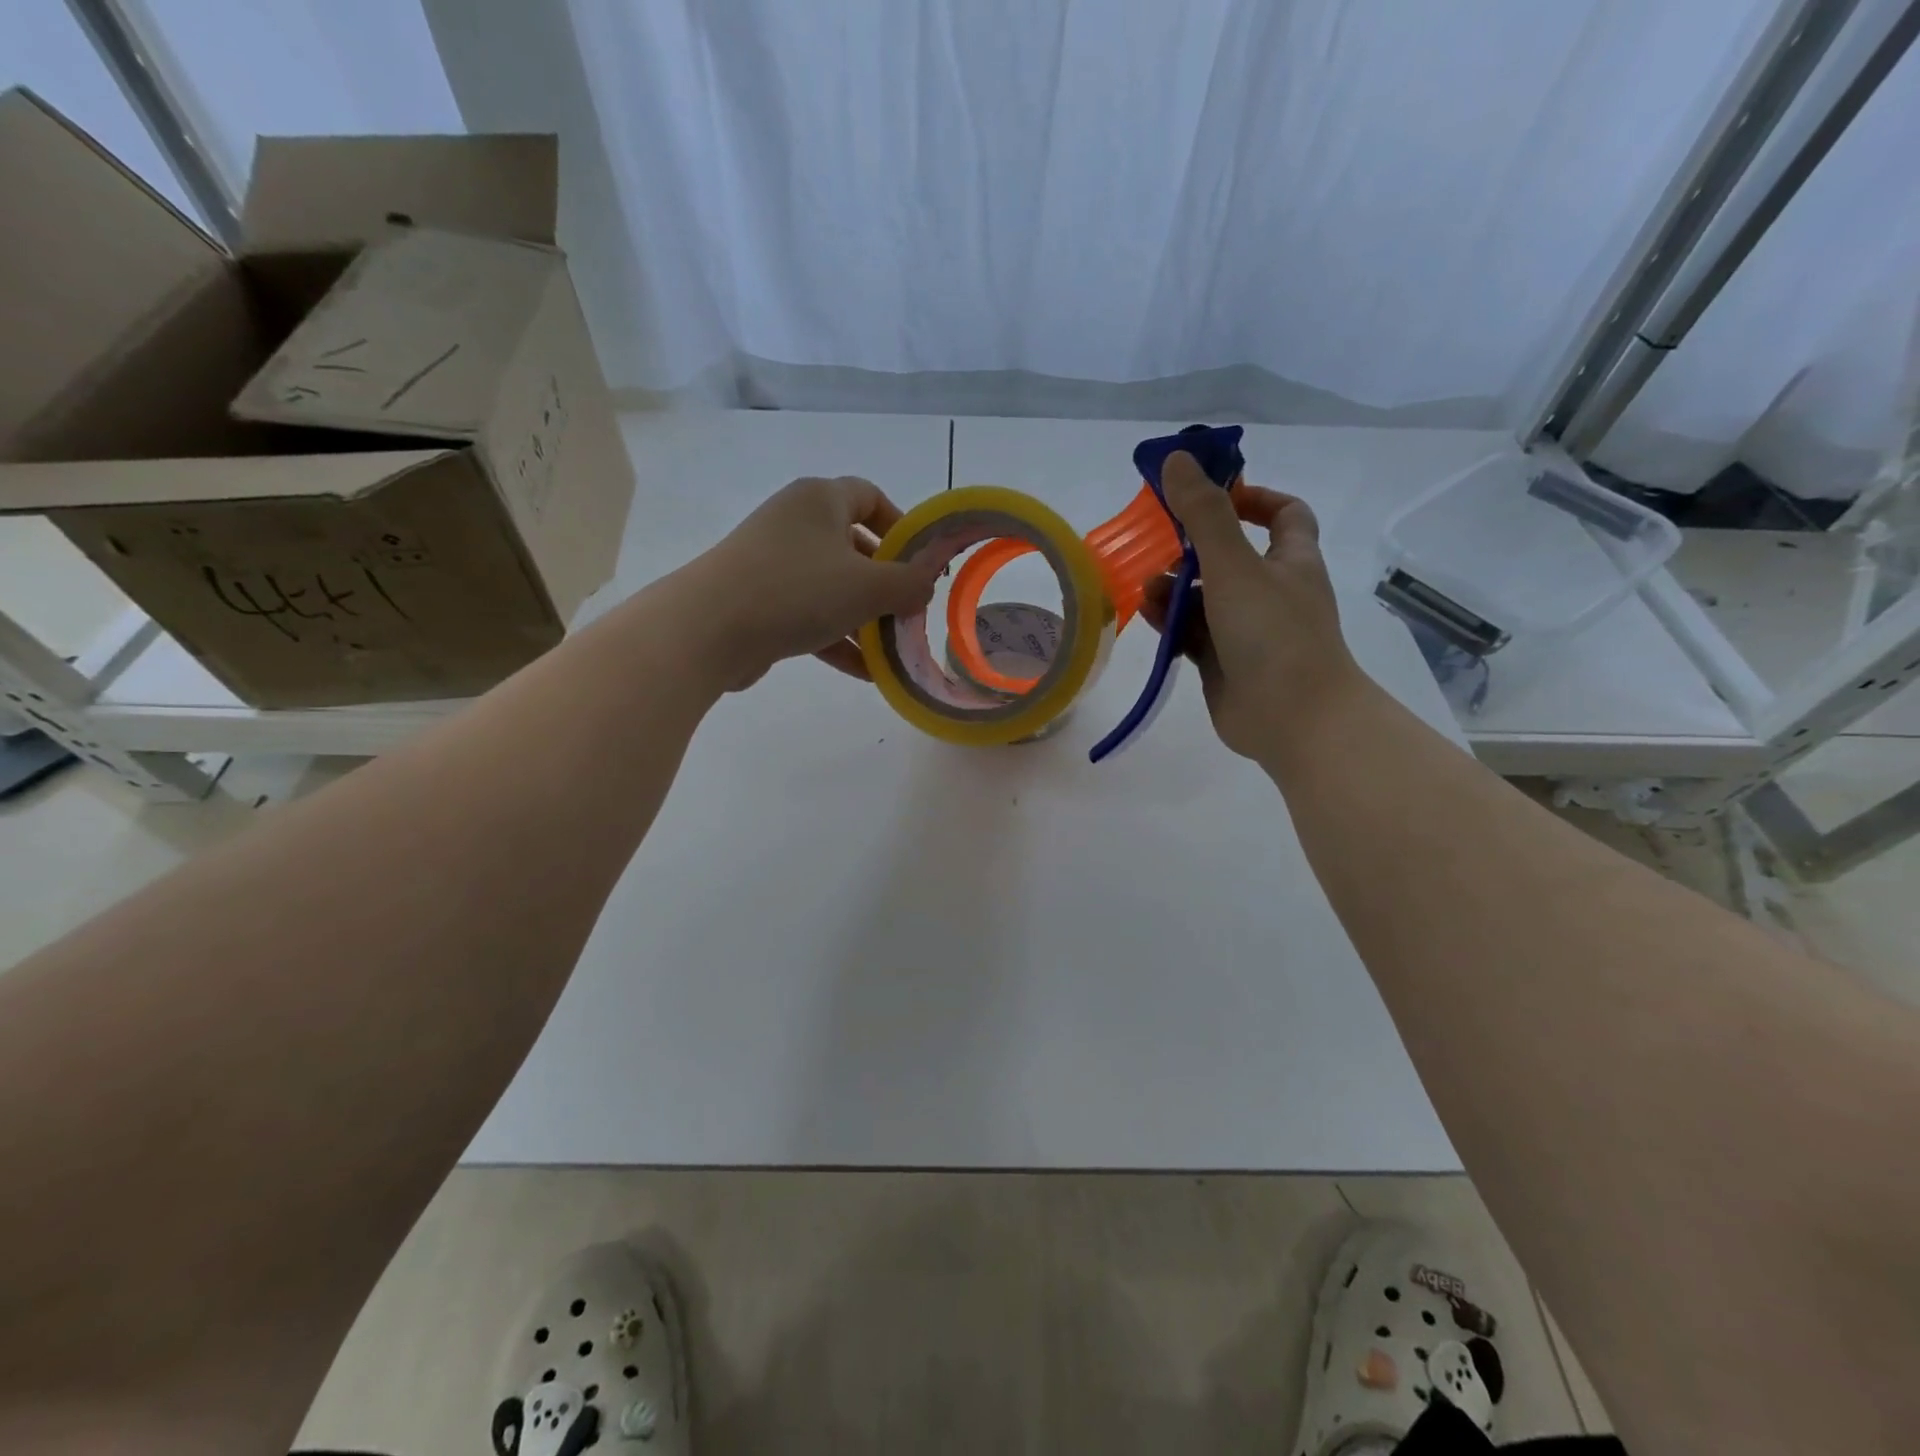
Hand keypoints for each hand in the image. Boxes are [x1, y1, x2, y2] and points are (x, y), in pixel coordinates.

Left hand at [681, 475, 939, 690]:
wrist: (708, 629)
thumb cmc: (797, 590)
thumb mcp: (868, 587)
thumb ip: (909, 582)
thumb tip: (927, 582)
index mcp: (819, 500)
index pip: (869, 496)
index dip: (901, 526)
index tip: (921, 562)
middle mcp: (795, 523)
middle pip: (854, 547)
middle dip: (886, 583)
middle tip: (909, 612)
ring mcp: (773, 563)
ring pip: (832, 586)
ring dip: (865, 619)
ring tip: (893, 651)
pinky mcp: (759, 601)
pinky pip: (809, 614)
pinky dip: (837, 639)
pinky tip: (865, 672)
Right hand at [1141, 452, 1365, 761]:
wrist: (1292, 718)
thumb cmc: (1273, 633)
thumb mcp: (1235, 565)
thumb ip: (1204, 514)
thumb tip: (1177, 459)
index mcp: (1290, 561)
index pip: (1283, 514)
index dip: (1251, 498)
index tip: (1212, 495)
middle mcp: (1271, 591)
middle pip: (1230, 555)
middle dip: (1193, 549)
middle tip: (1159, 545)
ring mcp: (1247, 630)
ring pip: (1205, 597)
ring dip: (1175, 588)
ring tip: (1147, 590)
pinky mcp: (1223, 662)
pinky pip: (1192, 633)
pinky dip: (1171, 622)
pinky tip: (1147, 616)